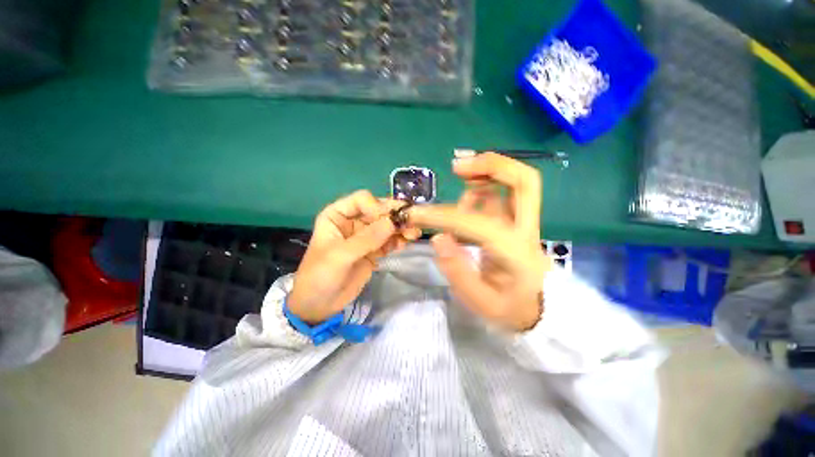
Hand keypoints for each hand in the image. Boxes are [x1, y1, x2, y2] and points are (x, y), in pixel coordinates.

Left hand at [288, 191, 420, 323]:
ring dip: (401, 227)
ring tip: (414, 234)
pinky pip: (389, 240)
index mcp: (338, 215)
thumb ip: (367, 239)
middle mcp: (353, 221)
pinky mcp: (374, 250)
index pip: (362, 200)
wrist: (319, 304)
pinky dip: (399, 240)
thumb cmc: (320, 276)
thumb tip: (393, 222)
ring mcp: (365, 236)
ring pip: (387, 225)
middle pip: (378, 211)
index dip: (378, 206)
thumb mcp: (341, 256)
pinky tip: (406, 243)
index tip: (390, 220)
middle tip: (412, 222)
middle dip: (395, 215)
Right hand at [407, 153, 550, 331]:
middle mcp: (523, 229)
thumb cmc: (509, 307)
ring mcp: (523, 222)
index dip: (443, 215)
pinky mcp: (516, 221)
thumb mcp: (480, 302)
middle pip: (523, 181)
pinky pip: (502, 192)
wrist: (539, 310)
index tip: (417, 214)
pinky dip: (484, 184)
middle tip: (458, 166)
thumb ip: (458, 271)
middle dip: (491, 165)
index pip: (477, 223)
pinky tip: (467, 193)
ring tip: (459, 173)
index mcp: (514, 251)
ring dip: (486, 170)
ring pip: (515, 181)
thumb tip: (439, 238)